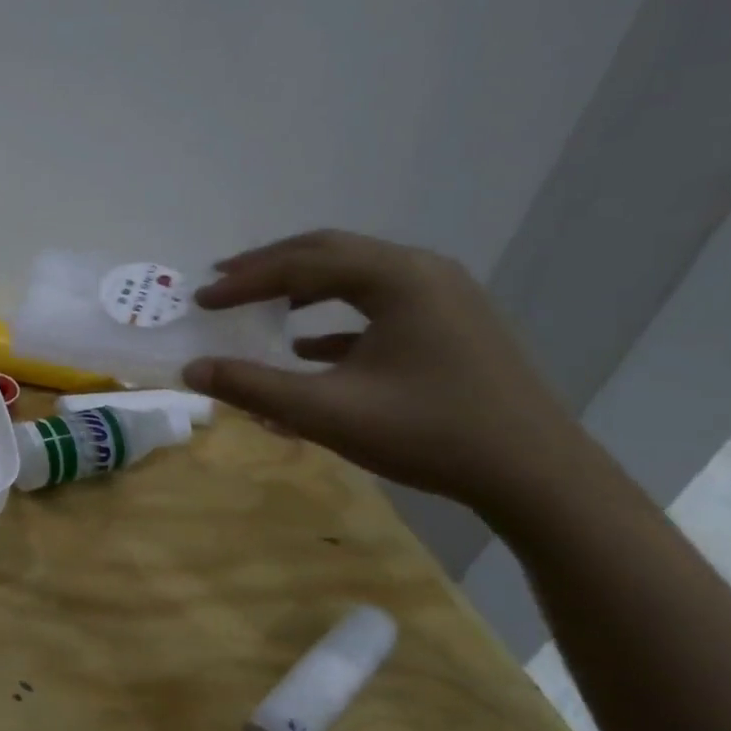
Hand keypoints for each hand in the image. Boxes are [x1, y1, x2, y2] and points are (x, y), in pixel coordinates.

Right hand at [182, 230, 586, 510]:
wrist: (538, 477)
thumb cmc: (429, 434)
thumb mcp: (327, 413)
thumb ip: (253, 387)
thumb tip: (192, 369)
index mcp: (397, 279)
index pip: (301, 263)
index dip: (244, 281)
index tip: (201, 299)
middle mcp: (422, 272)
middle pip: (328, 253)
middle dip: (269, 268)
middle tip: (221, 283)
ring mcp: (444, 296)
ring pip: (354, 275)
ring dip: (300, 287)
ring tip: (258, 303)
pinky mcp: (452, 324)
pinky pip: (379, 304)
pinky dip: (334, 317)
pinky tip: (308, 346)